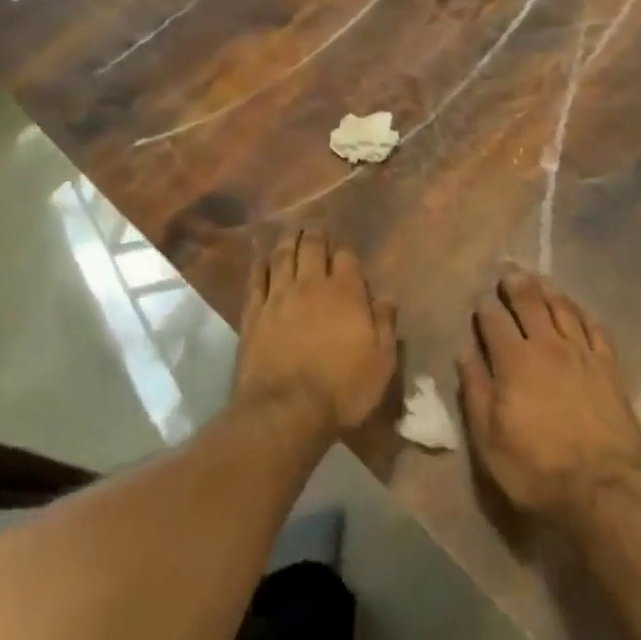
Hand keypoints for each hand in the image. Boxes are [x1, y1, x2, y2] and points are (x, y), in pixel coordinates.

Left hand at [235, 229, 396, 433]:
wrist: (286, 411)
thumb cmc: (342, 389)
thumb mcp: (381, 363)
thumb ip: (385, 325)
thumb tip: (386, 298)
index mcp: (345, 293)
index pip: (347, 257)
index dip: (346, 250)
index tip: (345, 249)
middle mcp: (311, 286)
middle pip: (312, 248)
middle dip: (316, 235)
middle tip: (316, 229)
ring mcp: (279, 297)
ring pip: (283, 257)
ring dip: (289, 241)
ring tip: (292, 233)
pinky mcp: (254, 314)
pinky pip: (256, 280)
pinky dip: (260, 265)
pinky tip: (262, 258)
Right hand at [459, 267, 640, 524]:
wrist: (601, 488)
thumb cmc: (535, 468)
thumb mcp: (488, 438)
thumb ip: (475, 390)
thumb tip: (464, 352)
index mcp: (514, 361)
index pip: (494, 320)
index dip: (484, 306)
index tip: (479, 299)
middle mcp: (547, 346)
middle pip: (530, 303)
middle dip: (515, 285)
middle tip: (508, 272)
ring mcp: (582, 353)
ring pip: (562, 308)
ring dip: (547, 290)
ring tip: (537, 279)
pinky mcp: (608, 366)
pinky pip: (594, 327)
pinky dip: (581, 311)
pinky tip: (574, 306)